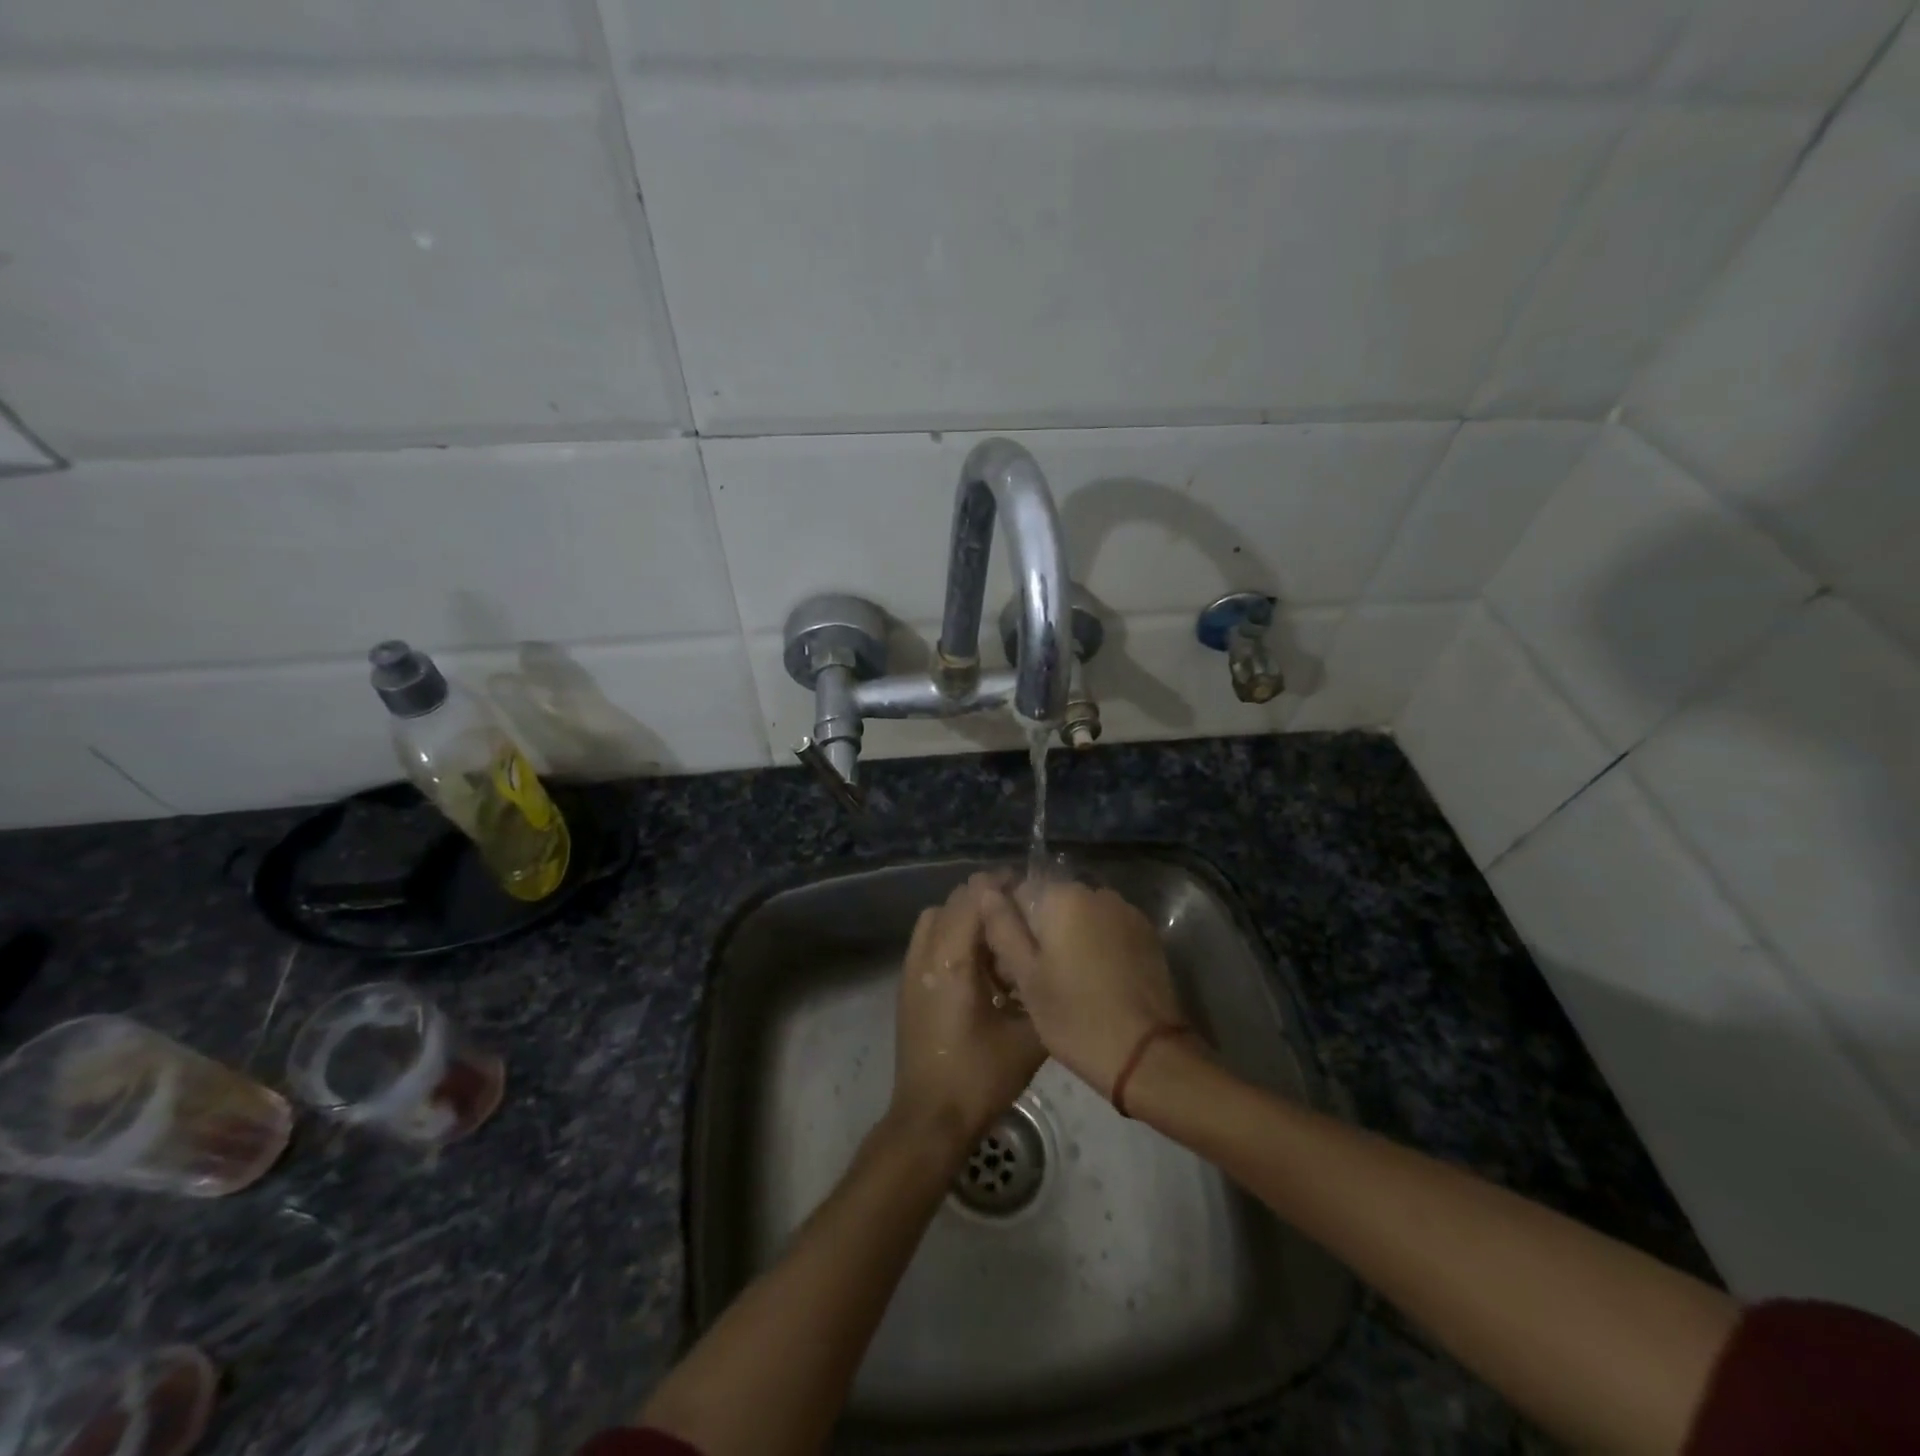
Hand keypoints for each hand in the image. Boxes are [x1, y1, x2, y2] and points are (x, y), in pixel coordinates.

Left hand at [890, 879, 1046, 1151]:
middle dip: (986, 897)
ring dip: (966, 914)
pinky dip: (952, 934)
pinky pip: (928, 939)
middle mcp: (926, 955)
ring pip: (936, 917)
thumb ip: (1043, 992)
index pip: (973, 897)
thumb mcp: (1028, 1038)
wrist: (930, 1118)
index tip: (1030, 889)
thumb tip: (1056, 964)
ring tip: (999, 935)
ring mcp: (911, 969)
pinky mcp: (908, 985)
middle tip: (1021, 911)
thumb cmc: (979, 1078)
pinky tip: (980, 964)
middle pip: (953, 901)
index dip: (1001, 885)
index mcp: (952, 961)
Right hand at [976, 876, 1184, 1098]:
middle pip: (1053, 902)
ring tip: (1067, 980)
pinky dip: (1097, 946)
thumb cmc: (1075, 1016)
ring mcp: (1127, 911)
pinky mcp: (1147, 934)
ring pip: (1082, 916)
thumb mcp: (1027, 977)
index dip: (1009, 924)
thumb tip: (987, 891)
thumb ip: (1003, 927)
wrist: (1147, 1053)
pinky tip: (1096, 980)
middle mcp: (1097, 892)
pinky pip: (1108, 929)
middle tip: (1036, 976)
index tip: (1010, 960)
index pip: (1019, 891)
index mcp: (1063, 896)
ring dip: (1070, 937)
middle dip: (1041, 930)